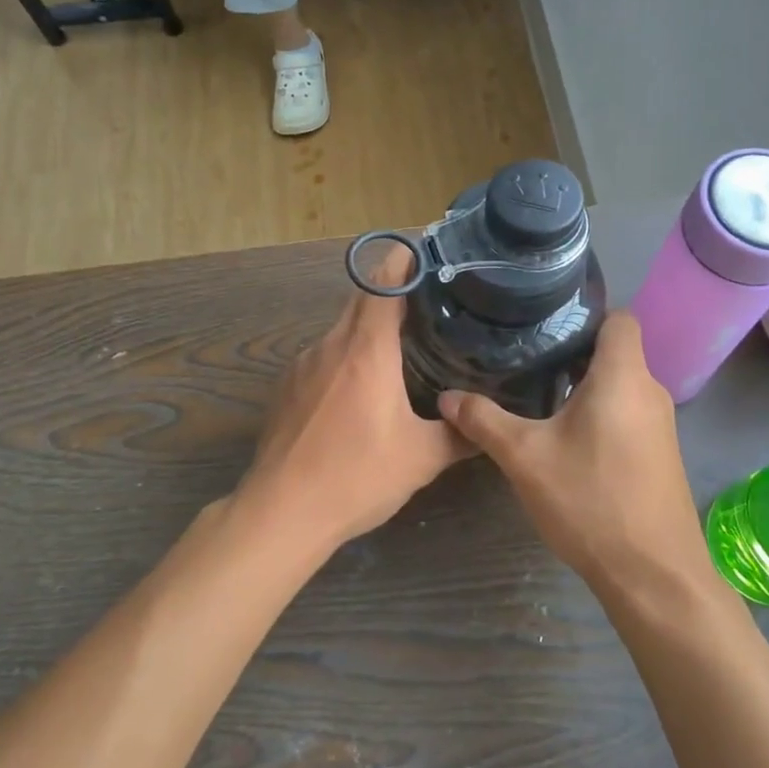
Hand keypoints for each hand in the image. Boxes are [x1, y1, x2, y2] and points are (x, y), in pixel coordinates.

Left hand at [236, 248, 469, 552]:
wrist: (281, 512)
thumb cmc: (356, 477)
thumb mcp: (421, 459)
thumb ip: (460, 435)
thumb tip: (487, 425)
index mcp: (365, 350)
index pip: (382, 283)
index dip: (404, 262)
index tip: (427, 255)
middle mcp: (329, 345)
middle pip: (360, 302)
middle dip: (392, 297)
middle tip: (428, 307)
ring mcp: (301, 365)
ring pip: (340, 332)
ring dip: (367, 333)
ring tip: (400, 352)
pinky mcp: (284, 388)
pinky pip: (322, 358)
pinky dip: (345, 359)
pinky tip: (359, 392)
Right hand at [438, 313, 709, 590]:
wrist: (654, 576)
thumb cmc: (591, 501)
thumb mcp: (525, 458)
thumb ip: (484, 421)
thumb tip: (447, 397)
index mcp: (623, 376)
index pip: (619, 318)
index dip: (586, 313)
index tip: (545, 323)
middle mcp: (649, 392)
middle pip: (615, 352)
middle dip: (572, 353)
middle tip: (525, 358)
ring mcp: (660, 426)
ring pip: (620, 386)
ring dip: (584, 387)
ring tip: (537, 394)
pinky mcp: (660, 455)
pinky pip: (628, 415)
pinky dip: (600, 414)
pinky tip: (566, 438)